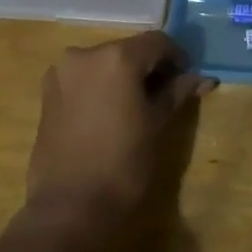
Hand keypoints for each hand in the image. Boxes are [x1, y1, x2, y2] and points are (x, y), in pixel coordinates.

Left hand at [25, 31, 211, 251]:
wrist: (69, 208)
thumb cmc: (123, 164)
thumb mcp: (157, 124)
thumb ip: (177, 92)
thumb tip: (203, 78)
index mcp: (116, 57)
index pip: (157, 42)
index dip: (177, 57)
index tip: (188, 79)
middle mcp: (85, 54)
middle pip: (128, 49)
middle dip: (150, 66)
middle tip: (168, 93)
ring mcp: (61, 72)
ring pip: (105, 63)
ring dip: (125, 75)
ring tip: (140, 105)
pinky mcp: (47, 93)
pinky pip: (84, 78)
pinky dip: (102, 86)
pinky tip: (113, 112)